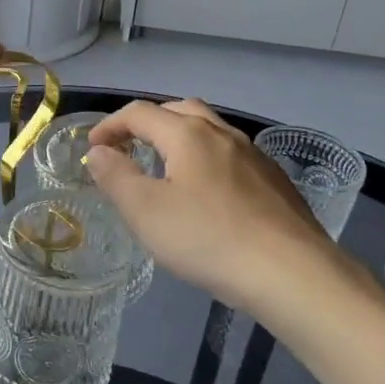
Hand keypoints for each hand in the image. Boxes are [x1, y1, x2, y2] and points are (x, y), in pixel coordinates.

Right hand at [84, 99, 349, 311]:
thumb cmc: (208, 238)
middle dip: (147, 123)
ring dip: (179, 139)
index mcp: (188, 133)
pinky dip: (207, 160)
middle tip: (128, 148)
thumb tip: (99, 152)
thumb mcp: (146, 211)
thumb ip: (116, 177)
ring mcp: (254, 155)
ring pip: (210, 131)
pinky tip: (208, 194)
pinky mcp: (275, 181)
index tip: (92, 149)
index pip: (140, 113)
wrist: (292, 273)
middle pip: (178, 110)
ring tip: (165, 168)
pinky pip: (231, 156)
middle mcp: (223, 133)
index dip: (110, 125)